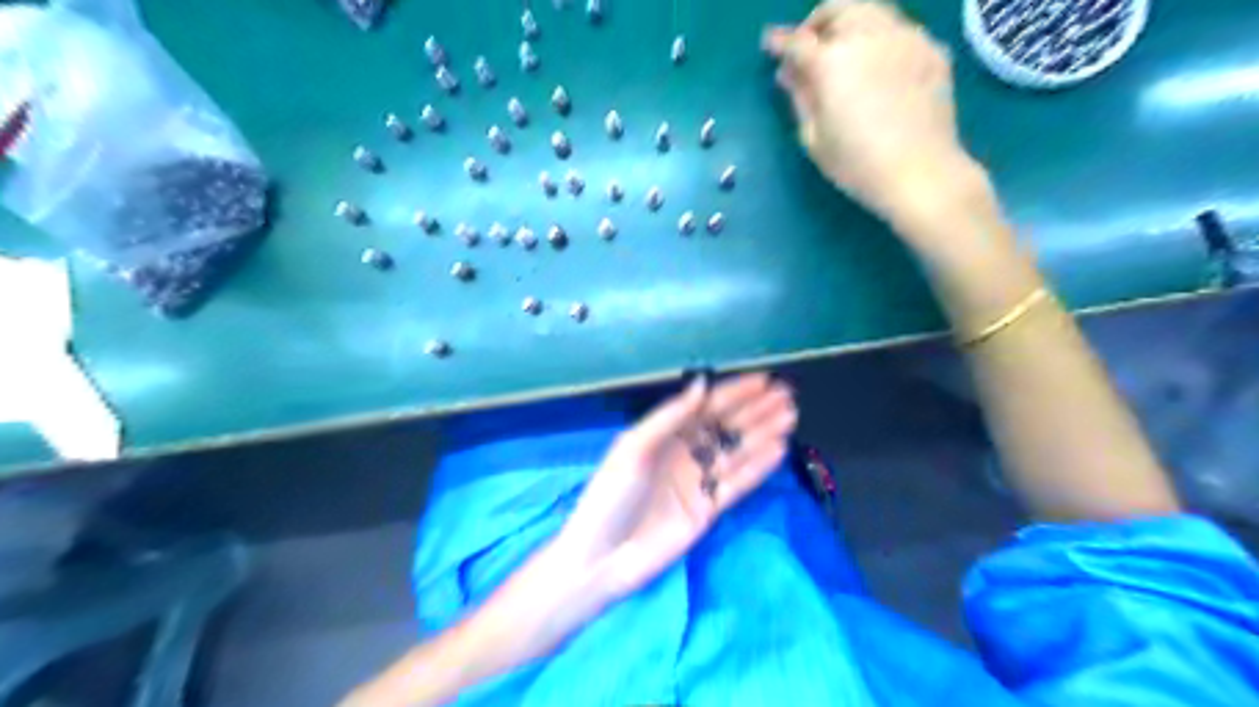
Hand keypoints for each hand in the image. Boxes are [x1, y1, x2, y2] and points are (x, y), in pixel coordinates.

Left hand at [559, 374, 795, 597]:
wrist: (602, 557)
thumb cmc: (611, 496)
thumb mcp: (634, 448)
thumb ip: (670, 416)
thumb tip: (702, 383)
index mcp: (663, 434)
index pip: (706, 407)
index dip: (735, 393)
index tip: (764, 381)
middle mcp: (683, 453)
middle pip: (726, 427)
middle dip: (755, 411)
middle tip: (787, 396)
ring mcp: (697, 481)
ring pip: (736, 452)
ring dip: (762, 434)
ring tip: (791, 416)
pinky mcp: (708, 509)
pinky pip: (738, 483)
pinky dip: (758, 467)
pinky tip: (779, 450)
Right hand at [762, 1, 986, 237]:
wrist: (921, 172)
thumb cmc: (857, 164)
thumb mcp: (814, 137)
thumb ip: (800, 97)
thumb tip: (789, 73)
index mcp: (833, 61)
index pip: (797, 41)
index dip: (779, 41)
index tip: (769, 44)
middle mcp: (869, 36)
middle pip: (837, 9)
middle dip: (816, 22)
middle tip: (808, 46)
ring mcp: (906, 37)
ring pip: (872, 10)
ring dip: (850, 22)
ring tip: (844, 49)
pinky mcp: (932, 49)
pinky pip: (900, 29)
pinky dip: (881, 37)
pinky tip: (878, 65)